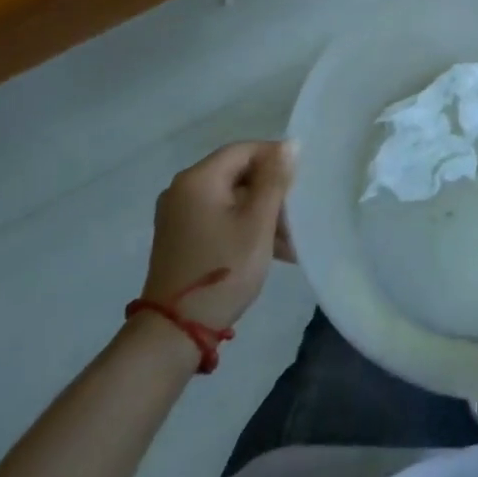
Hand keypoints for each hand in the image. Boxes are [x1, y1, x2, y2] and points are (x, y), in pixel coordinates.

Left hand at [141, 140, 295, 330]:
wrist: (175, 331)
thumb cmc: (223, 270)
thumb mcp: (257, 223)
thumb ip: (274, 180)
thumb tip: (288, 144)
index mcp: (198, 179)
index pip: (244, 150)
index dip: (276, 158)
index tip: (302, 180)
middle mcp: (182, 190)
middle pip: (237, 174)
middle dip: (271, 193)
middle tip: (298, 216)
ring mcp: (178, 215)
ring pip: (231, 199)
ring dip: (262, 214)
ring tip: (290, 241)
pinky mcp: (180, 237)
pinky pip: (219, 217)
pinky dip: (244, 227)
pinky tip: (270, 250)